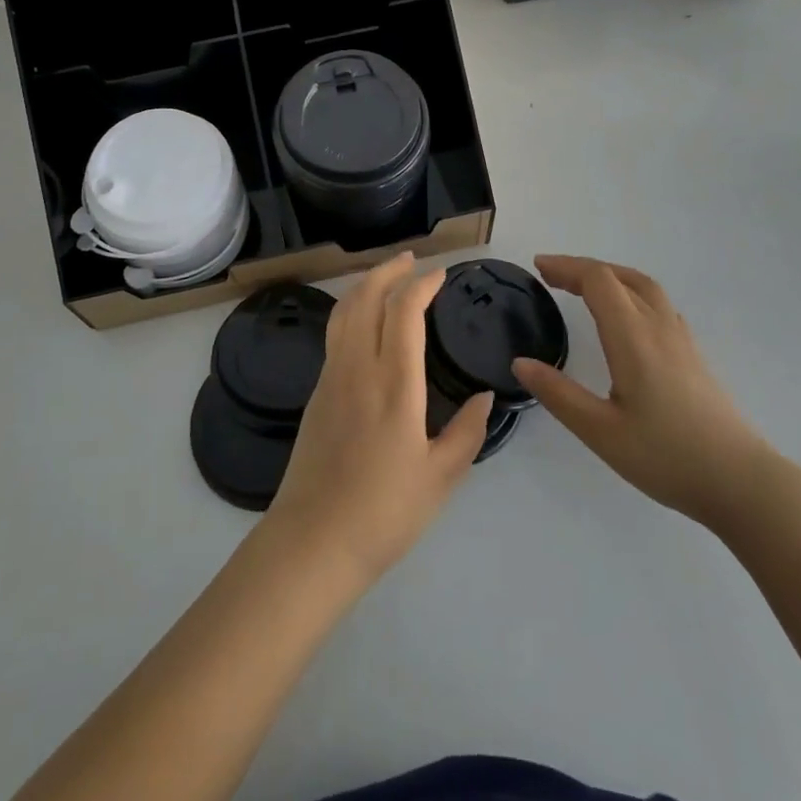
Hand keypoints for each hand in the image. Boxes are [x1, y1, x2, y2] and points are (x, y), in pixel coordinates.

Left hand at [264, 253, 493, 584]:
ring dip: (365, 285)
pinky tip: (363, 320)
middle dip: (389, 271)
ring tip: (385, 276)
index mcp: (395, 383)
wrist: (314, 540)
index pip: (405, 311)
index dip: (422, 285)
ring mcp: (331, 376)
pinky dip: (351, 310)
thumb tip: (487, 397)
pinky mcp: (316, 391)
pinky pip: (334, 333)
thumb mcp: (441, 477)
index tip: (440, 275)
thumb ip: (467, 431)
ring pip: (344, 311)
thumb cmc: (384, 511)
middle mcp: (358, 367)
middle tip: (410, 259)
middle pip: (367, 298)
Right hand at [513, 255, 777, 530]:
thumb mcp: (601, 432)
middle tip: (552, 276)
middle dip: (583, 269)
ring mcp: (682, 339)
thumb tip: (520, 363)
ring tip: (584, 288)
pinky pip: (659, 304)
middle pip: (620, 276)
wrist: (742, 482)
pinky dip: (631, 293)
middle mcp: (658, 327)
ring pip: (644, 287)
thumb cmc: (667, 457)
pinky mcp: (694, 355)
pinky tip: (626, 318)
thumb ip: (558, 394)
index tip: (538, 268)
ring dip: (610, 277)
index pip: (598, 281)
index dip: (566, 267)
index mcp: (633, 337)